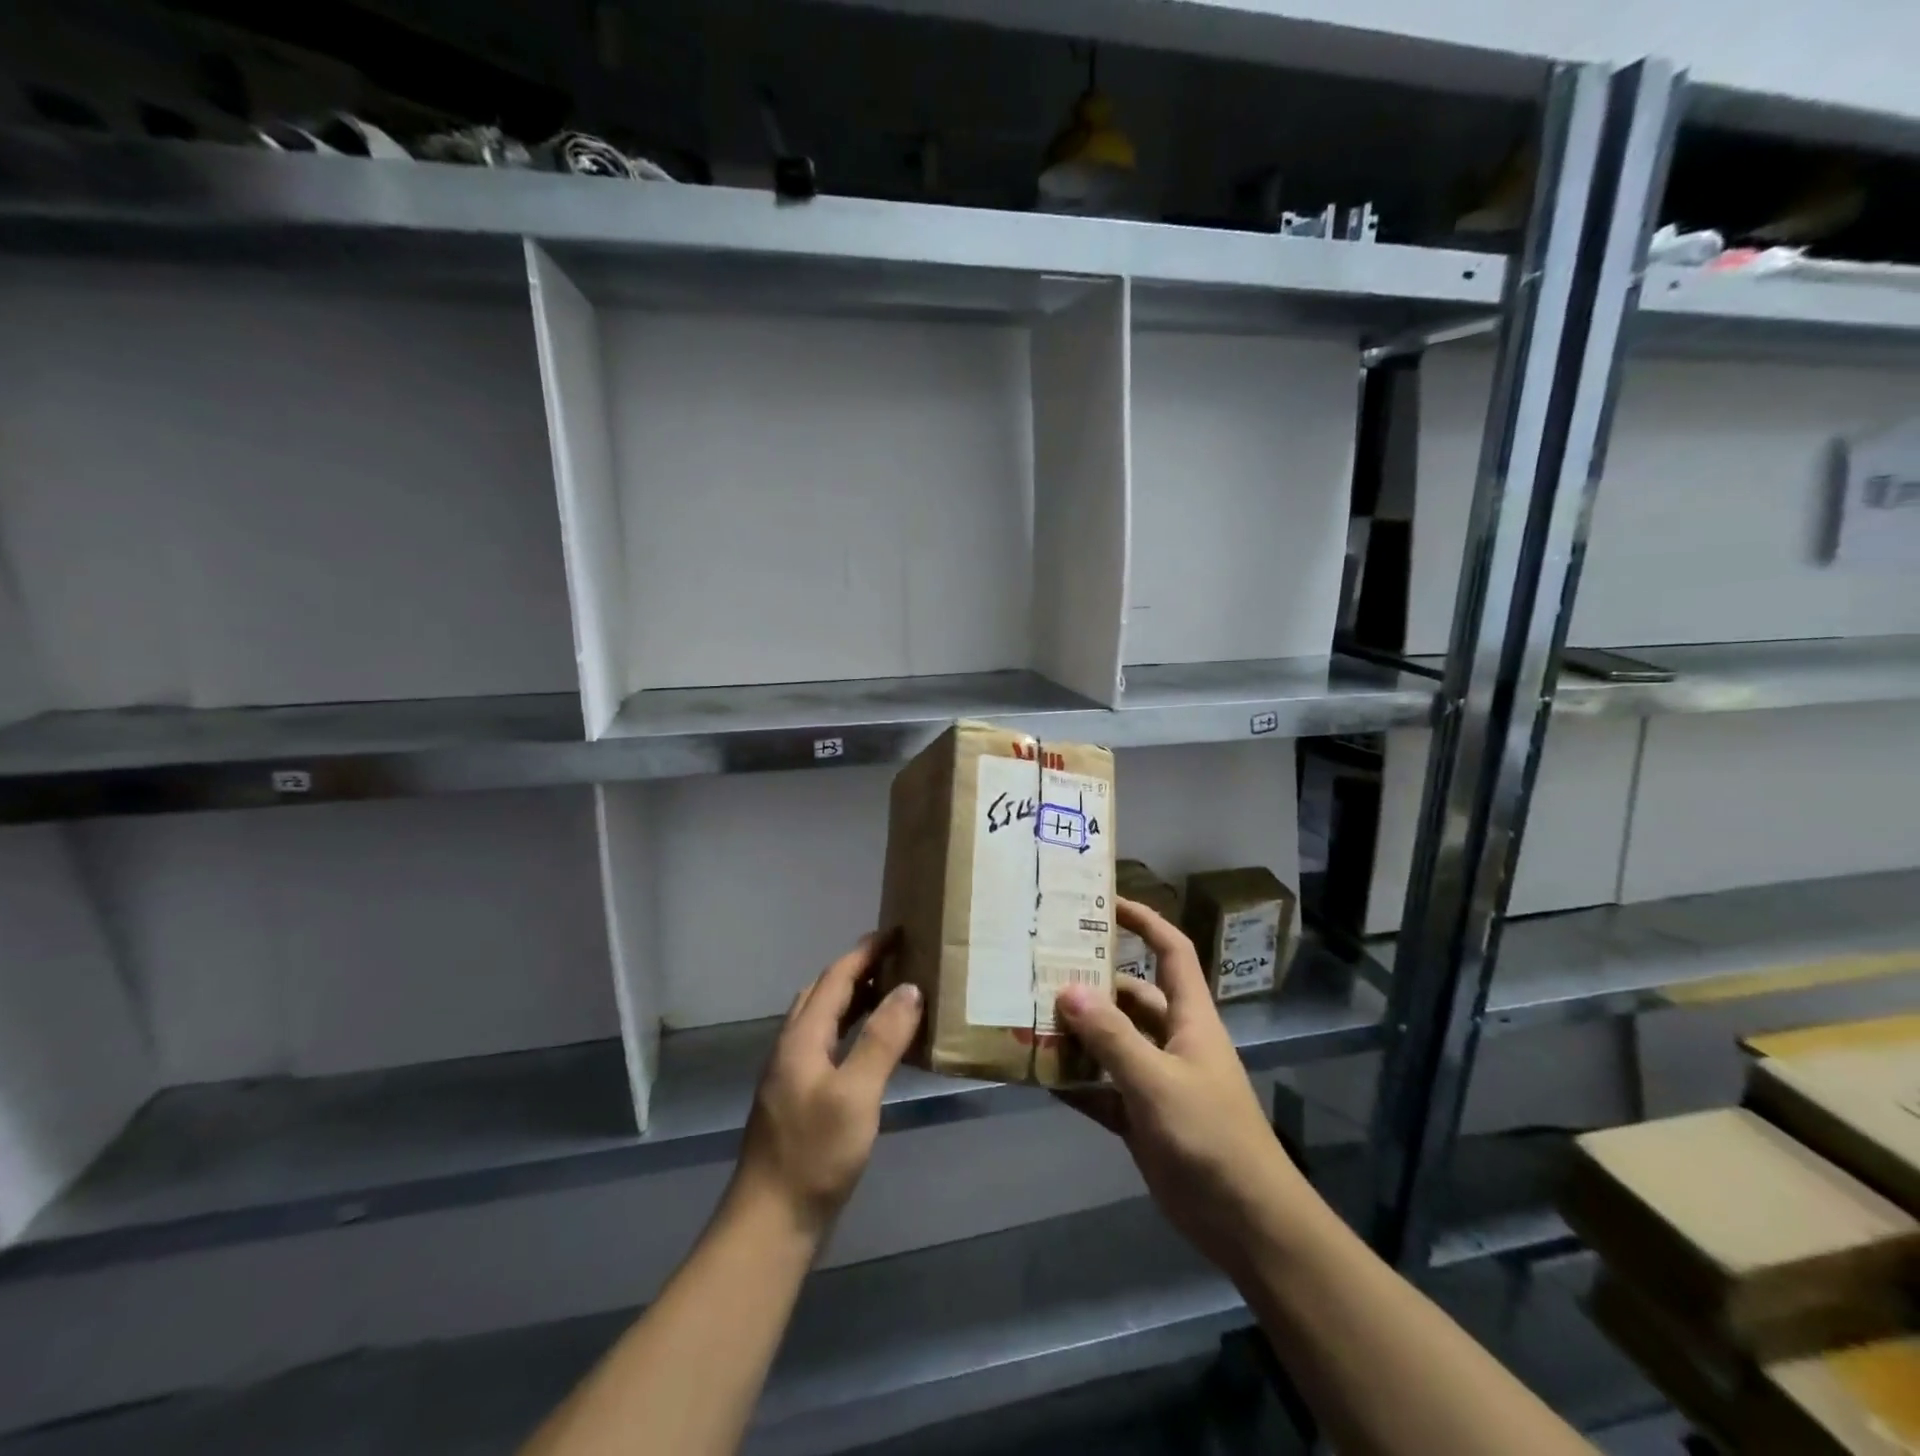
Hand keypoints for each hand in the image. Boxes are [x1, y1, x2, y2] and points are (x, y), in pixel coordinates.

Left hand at [730, 935, 923, 1241]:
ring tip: (890, 994)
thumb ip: (882, 1039)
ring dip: (853, 999)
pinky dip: (850, 1030)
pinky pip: (826, 1044)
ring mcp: (792, 1074)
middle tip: (896, 960)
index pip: (835, 977)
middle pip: (823, 992)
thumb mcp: (856, 1094)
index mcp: (802, 1037)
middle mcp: (792, 1047)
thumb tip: (909, 988)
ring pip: (823, 1019)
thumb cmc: (815, 1154)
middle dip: (857, 969)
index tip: (896, 931)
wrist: (770, 1222)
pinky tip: (871, 1049)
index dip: (865, 951)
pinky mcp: (799, 1099)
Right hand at [1055, 900, 1315, 1280]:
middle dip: (1091, 982)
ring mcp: (1155, 1080)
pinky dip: (1074, 1082)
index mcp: (1189, 1017)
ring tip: (1028, 1017)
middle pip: (1129, 996)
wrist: (1246, 1224)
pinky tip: (1038, 1076)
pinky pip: (1100, 1088)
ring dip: (1076, 1034)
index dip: (1144, 921)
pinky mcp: (1141, 1117)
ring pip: (1110, 1043)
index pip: (1170, 950)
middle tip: (1041, 968)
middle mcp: (1171, 1039)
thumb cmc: (1211, 1137)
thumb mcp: (1158, 1082)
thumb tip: (1067, 990)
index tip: (1104, 903)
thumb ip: (1112, 1037)